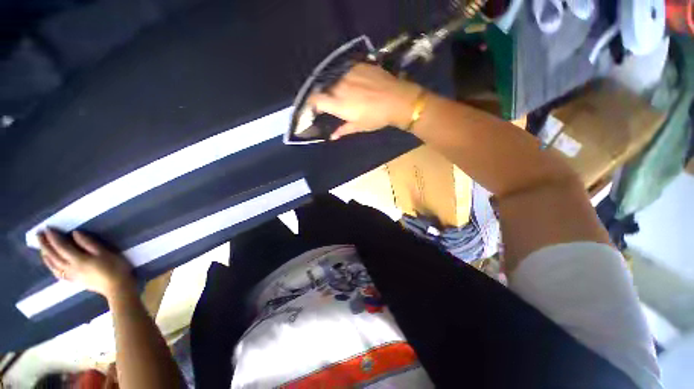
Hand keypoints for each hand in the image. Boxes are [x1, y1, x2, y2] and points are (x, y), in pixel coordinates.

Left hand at [38, 229, 134, 297]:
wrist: (117, 286)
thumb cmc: (114, 267)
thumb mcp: (105, 253)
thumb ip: (89, 243)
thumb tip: (75, 233)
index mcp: (78, 259)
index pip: (61, 246)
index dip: (53, 237)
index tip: (47, 228)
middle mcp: (70, 267)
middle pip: (54, 255)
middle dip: (45, 244)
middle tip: (38, 234)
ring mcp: (70, 275)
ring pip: (53, 265)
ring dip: (46, 255)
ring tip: (41, 247)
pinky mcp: (73, 280)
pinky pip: (57, 273)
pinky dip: (51, 266)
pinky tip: (50, 263)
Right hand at [309, 64, 422, 139]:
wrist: (397, 99)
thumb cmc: (377, 117)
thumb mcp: (359, 126)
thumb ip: (343, 130)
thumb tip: (332, 136)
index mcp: (338, 104)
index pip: (315, 100)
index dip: (311, 103)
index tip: (315, 108)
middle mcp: (339, 86)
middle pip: (323, 88)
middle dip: (324, 95)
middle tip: (331, 102)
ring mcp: (348, 74)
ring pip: (333, 79)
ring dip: (334, 86)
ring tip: (342, 92)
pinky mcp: (358, 65)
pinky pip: (345, 71)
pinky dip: (344, 77)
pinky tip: (352, 82)